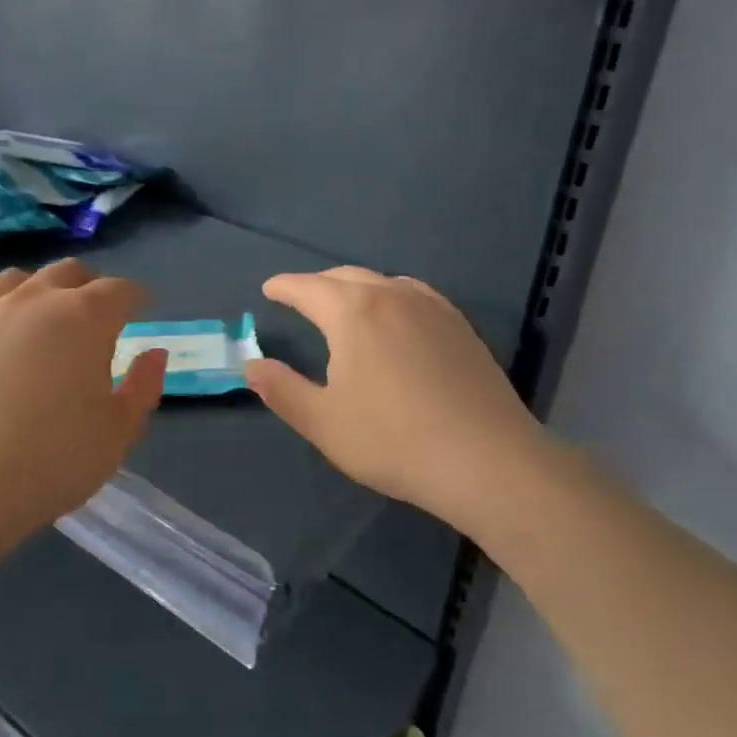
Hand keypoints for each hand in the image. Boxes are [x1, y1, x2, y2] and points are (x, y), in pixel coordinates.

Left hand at [0, 259, 165, 555]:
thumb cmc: (51, 461)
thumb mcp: (118, 432)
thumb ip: (143, 386)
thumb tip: (154, 353)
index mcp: (85, 318)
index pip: (120, 290)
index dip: (136, 299)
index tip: (141, 311)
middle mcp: (35, 299)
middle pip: (69, 273)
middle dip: (90, 288)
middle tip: (95, 318)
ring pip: (18, 279)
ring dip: (39, 292)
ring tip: (41, 321)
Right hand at [244, 268, 542, 526]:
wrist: (485, 460)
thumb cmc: (392, 441)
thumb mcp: (323, 422)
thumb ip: (282, 389)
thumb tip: (251, 365)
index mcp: (353, 312)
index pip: (308, 288)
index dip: (284, 287)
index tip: (269, 289)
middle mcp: (393, 296)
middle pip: (346, 277)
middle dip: (318, 285)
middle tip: (300, 297)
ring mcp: (433, 308)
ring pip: (384, 282)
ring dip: (356, 287)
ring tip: (345, 305)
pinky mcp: (461, 327)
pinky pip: (416, 295)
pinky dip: (392, 296)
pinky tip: (397, 317)